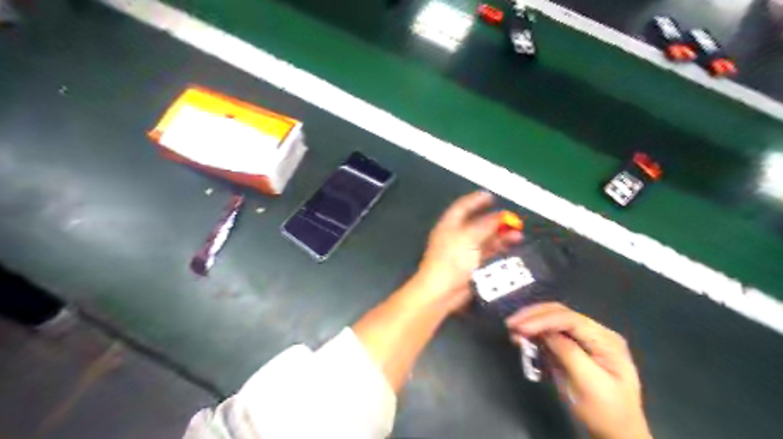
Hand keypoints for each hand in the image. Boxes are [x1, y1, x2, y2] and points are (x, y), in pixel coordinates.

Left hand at [415, 192, 518, 310]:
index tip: (491, 196)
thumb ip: (486, 225)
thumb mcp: (469, 237)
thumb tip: (501, 216)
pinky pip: (487, 251)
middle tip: (512, 219)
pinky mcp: (471, 264)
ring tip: (518, 233)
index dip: (476, 200)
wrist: (442, 291)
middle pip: (477, 222)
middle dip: (494, 220)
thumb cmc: (452, 259)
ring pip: (484, 237)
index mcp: (450, 224)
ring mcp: (464, 250)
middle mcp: (456, 235)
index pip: (463, 206)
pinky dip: (499, 247)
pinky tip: (511, 245)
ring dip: (500, 234)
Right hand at [504, 303, 652, 438]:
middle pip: (560, 313)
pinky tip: (523, 337)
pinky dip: (536, 333)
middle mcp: (595, 333)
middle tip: (511, 324)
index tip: (520, 328)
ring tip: (513, 330)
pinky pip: (552, 333)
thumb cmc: (607, 412)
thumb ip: (568, 353)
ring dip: (532, 322)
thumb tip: (544, 332)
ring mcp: (585, 339)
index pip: (570, 319)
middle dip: (534, 316)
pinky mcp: (574, 347)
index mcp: (605, 340)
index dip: (542, 320)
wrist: (618, 435)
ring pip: (554, 320)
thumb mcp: (589, 384)